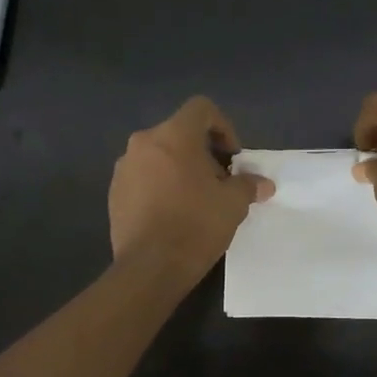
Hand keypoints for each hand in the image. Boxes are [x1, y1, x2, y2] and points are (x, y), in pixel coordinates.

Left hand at [109, 97, 272, 276]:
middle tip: (219, 182)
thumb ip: (248, 185)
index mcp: (173, 136)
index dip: (223, 127)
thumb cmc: (196, 225)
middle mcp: (143, 143)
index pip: (201, 109)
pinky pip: (143, 177)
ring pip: (159, 156)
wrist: (150, 267)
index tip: (232, 157)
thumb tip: (263, 184)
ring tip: (196, 200)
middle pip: (179, 133)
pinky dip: (160, 186)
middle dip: (203, 153)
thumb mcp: (233, 204)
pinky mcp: (113, 193)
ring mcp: (124, 168)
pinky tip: (173, 214)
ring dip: (180, 169)